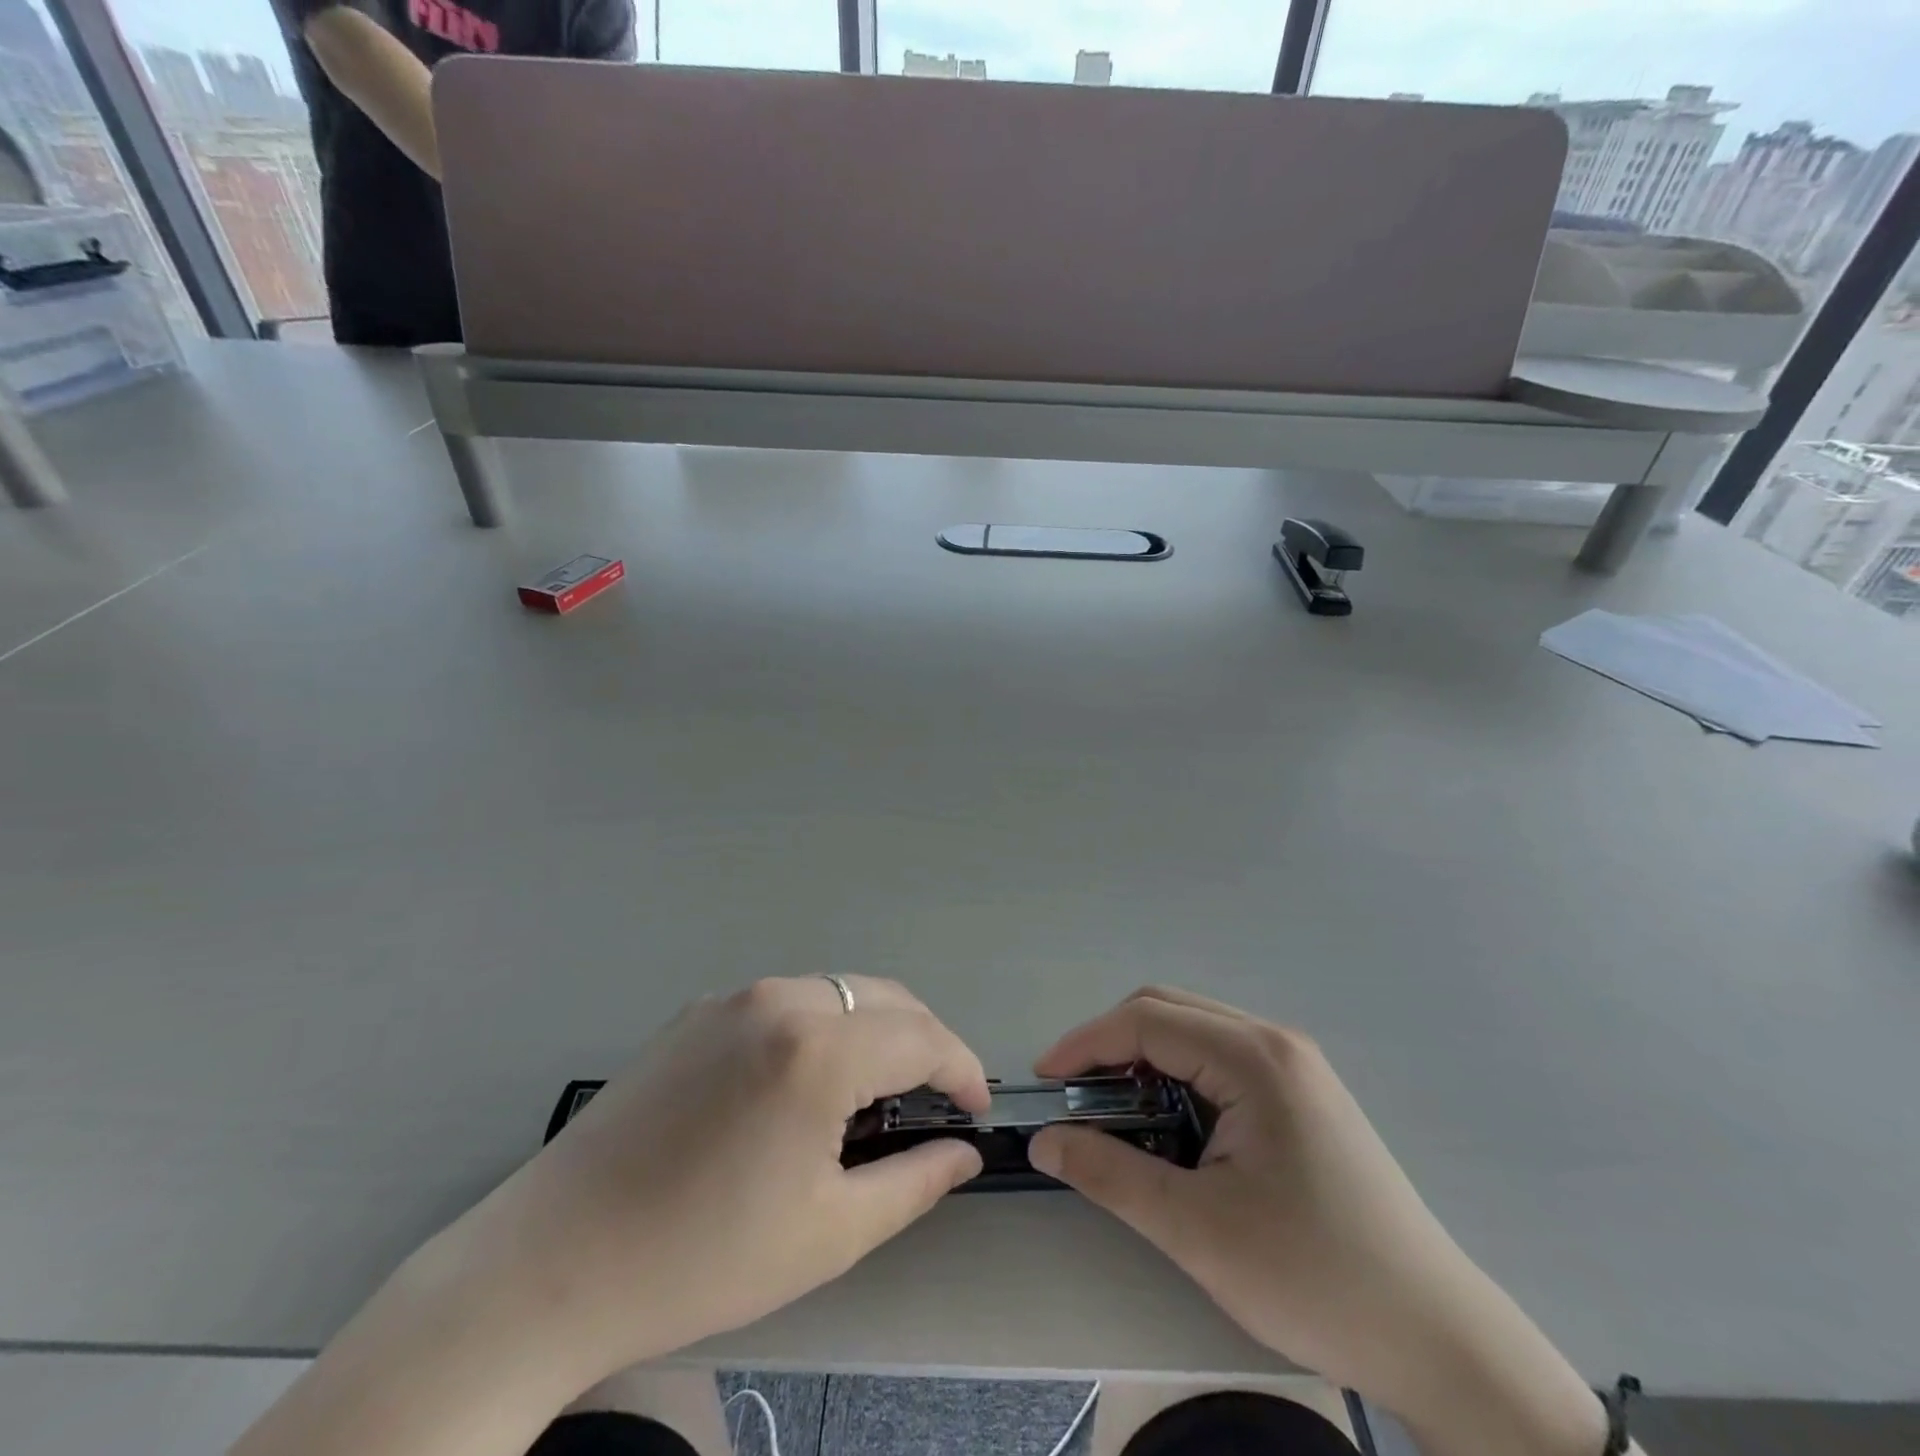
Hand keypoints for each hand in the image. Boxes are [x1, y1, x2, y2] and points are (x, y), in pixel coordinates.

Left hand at [433, 976, 988, 1382]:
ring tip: (870, 1093)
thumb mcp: (829, 1233)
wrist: (553, 1262)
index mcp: (817, 1049)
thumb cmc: (703, 1257)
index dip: (962, 1069)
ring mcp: (734, 997)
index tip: (975, 1109)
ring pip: (838, 991)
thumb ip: (914, 1181)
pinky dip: (822, 1026)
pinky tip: (803, 1082)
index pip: (922, 1037)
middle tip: (931, 1101)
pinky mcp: (699, 1009)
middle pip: (885, 997)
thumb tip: (964, 1151)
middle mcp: (780, 999)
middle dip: (923, 1042)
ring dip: (873, 1029)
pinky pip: (787, 1000)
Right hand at [1029, 988, 1610, 1455]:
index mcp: (1254, 1058)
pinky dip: (1178, 1075)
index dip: (1086, 1043)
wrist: (1439, 1339)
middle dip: (1111, 1044)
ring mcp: (1295, 1065)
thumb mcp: (1197, 1231)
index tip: (1045, 1081)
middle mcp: (1276, 1042)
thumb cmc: (1315, 1278)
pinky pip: (1221, 1057)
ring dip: (1144, 1058)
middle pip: (1168, 1010)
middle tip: (1076, 1096)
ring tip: (1116, 1113)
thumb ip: (1110, 1175)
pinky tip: (1172, 1124)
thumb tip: (1045, 1140)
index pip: (1146, 1020)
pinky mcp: (1303, 1093)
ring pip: (1194, 1031)